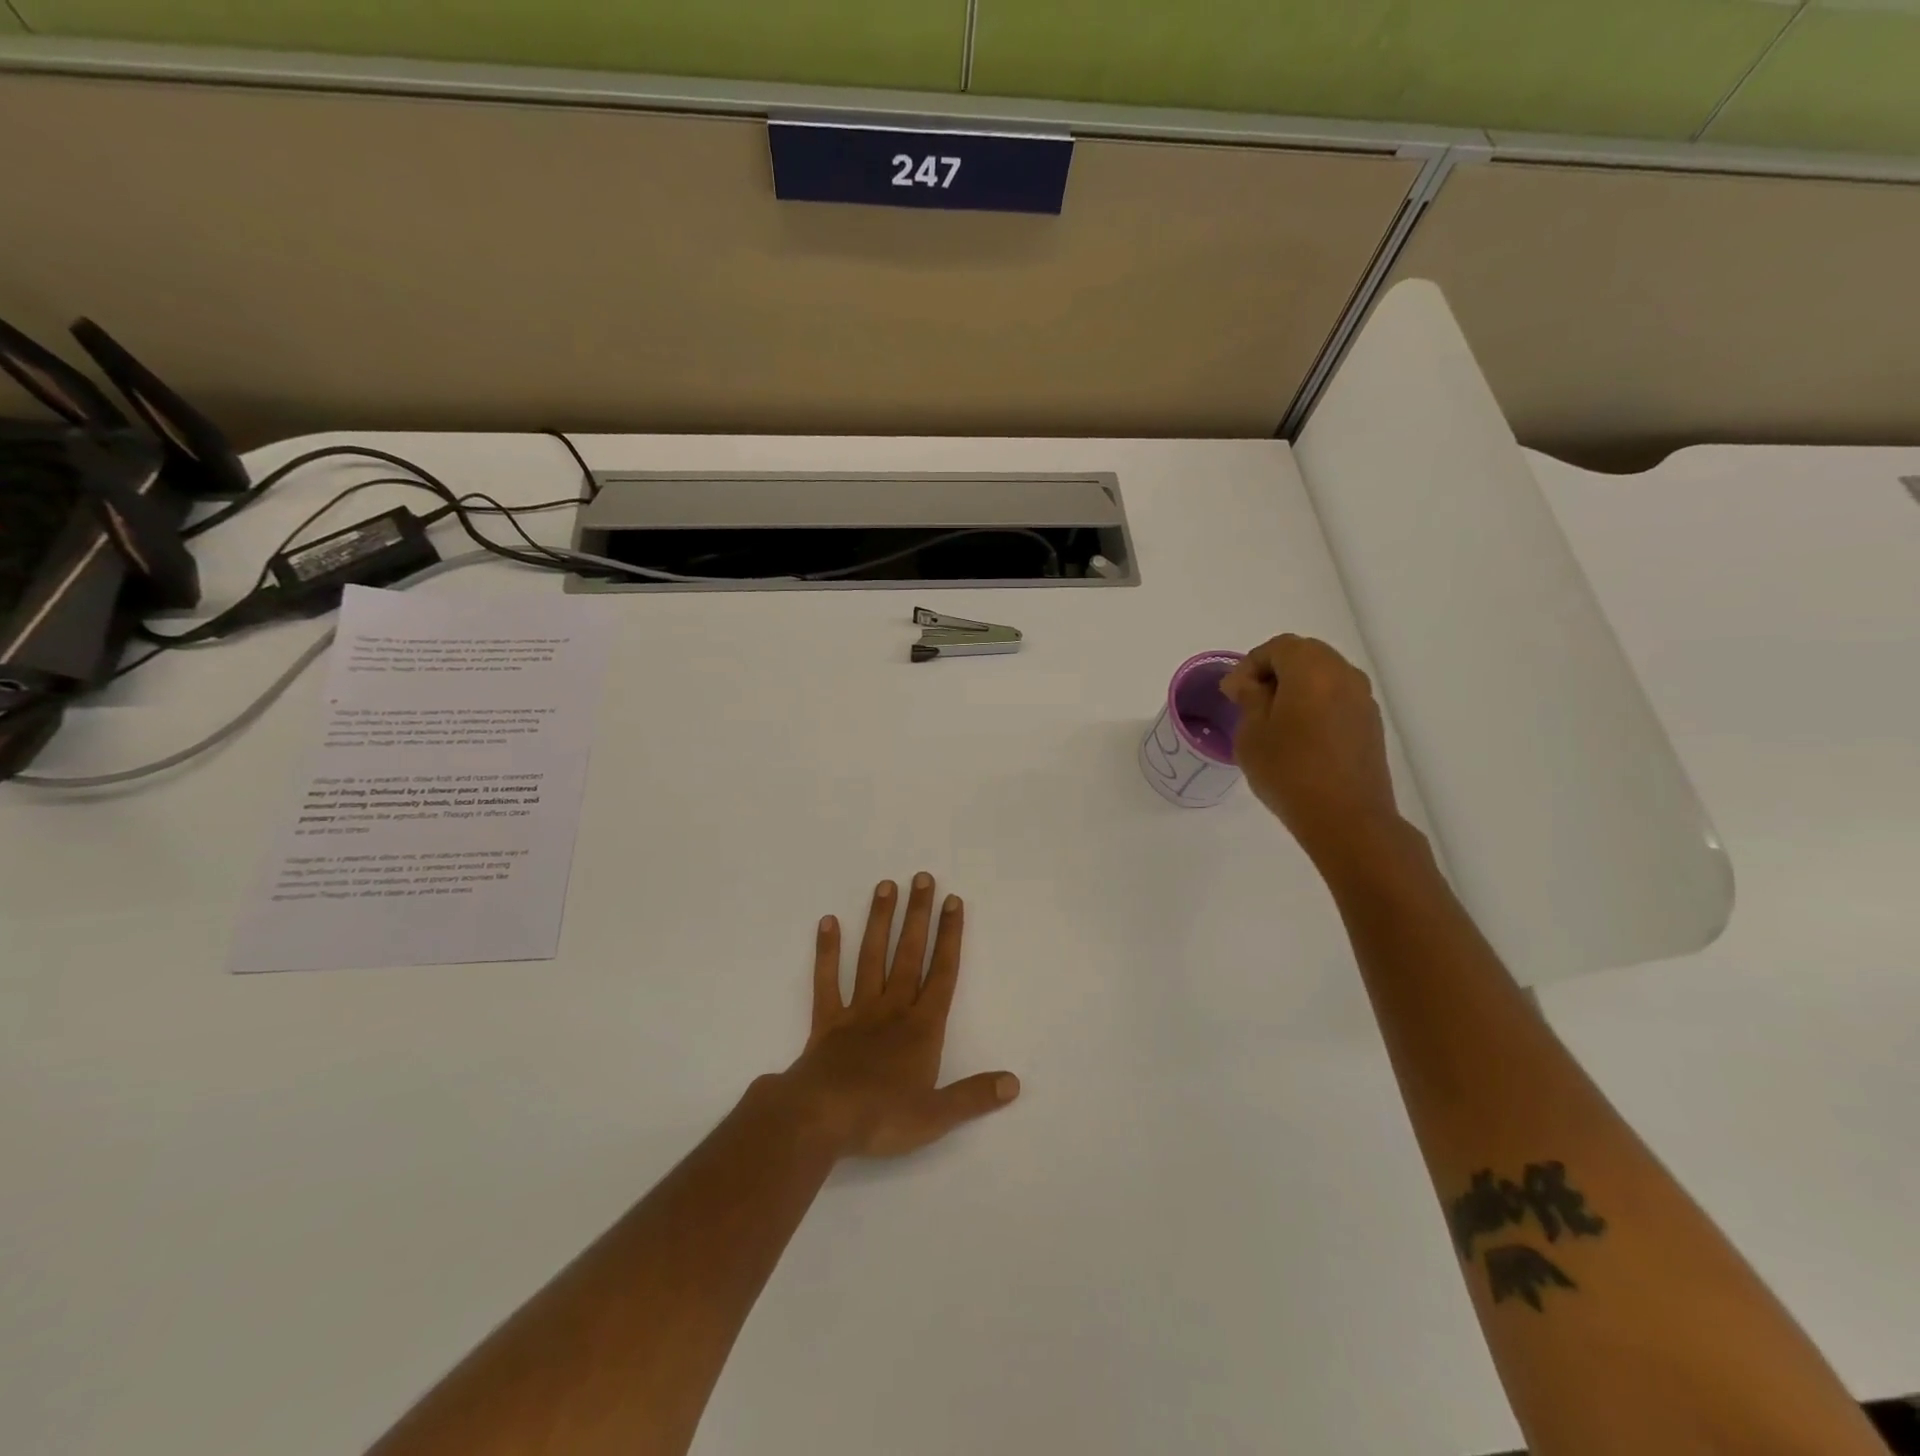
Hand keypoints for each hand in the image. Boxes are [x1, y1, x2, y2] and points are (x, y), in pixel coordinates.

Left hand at [779, 874, 1018, 1159]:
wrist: (820, 1118)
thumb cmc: (881, 1116)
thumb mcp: (936, 1116)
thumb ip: (974, 1096)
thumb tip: (1013, 1083)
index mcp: (922, 1028)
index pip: (942, 973)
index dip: (950, 936)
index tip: (953, 902)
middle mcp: (892, 1009)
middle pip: (909, 954)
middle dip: (918, 916)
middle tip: (922, 878)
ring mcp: (857, 1011)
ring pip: (872, 957)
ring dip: (880, 921)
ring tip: (885, 886)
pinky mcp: (827, 1021)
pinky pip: (827, 981)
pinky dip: (827, 952)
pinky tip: (828, 922)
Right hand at [1220, 635, 1407, 866]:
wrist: (1346, 818)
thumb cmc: (1288, 770)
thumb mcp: (1252, 733)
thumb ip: (1249, 698)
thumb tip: (1247, 683)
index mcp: (1311, 669)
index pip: (1277, 647)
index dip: (1249, 664)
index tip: (1232, 693)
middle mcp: (1343, 674)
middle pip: (1305, 655)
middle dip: (1274, 671)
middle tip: (1249, 700)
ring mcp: (1362, 699)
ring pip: (1324, 676)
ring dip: (1296, 687)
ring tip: (1273, 719)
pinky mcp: (1370, 724)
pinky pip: (1337, 698)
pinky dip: (1315, 703)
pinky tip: (1299, 735)